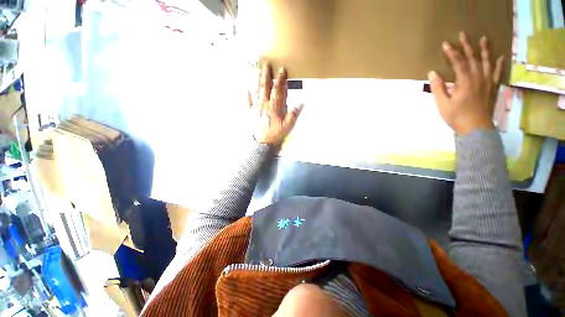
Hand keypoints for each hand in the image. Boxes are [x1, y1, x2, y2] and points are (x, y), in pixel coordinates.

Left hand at [248, 64, 302, 145]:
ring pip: (256, 92)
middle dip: (266, 75)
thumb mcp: (287, 126)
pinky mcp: (249, 113)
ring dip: (256, 81)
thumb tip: (300, 103)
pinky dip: (246, 95)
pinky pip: (247, 102)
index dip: (280, 79)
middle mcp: (264, 105)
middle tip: (266, 64)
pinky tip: (246, 88)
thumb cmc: (275, 134)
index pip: (277, 90)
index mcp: (274, 107)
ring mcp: (255, 108)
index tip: (281, 70)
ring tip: (256, 71)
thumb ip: (293, 114)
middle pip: (265, 87)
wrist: (262, 143)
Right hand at [428, 32, 504, 135]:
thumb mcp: (442, 104)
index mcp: (465, 82)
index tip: (446, 44)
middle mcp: (478, 78)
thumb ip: (438, 88)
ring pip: (486, 62)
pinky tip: (500, 57)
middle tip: (463, 34)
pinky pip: (497, 73)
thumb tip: (432, 73)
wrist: (476, 129)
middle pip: (472, 58)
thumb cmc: (457, 117)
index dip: (452, 52)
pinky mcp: (493, 88)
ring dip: (484, 50)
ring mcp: (487, 82)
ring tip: (484, 39)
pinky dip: (499, 64)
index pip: (458, 62)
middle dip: (467, 46)